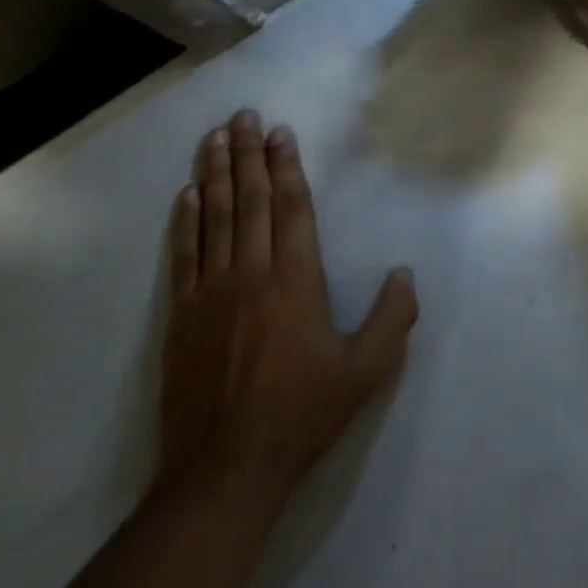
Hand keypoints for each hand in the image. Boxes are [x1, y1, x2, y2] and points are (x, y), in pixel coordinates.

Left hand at [158, 111, 418, 515]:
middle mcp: (252, 272)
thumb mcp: (365, 373)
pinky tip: (186, 194)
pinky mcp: (181, 316)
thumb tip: (406, 272)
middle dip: (248, 153)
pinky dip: (184, 221)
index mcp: (296, 279)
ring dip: (215, 173)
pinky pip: (183, 255)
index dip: (286, 165)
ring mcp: (211, 291)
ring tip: (215, 137)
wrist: (222, 473)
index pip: (291, 206)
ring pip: (214, 217)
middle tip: (243, 114)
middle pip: (250, 200)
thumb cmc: (299, 414)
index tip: (280, 131)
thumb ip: (392, 319)